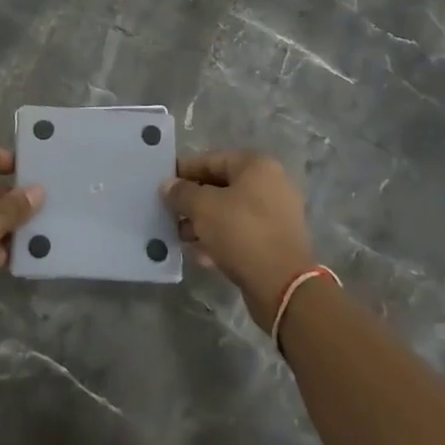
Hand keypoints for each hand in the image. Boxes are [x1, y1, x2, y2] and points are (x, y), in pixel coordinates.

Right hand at [164, 150, 315, 329]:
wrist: (283, 285)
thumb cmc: (241, 232)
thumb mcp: (203, 208)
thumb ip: (181, 192)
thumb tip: (168, 185)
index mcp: (256, 165)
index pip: (211, 160)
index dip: (183, 171)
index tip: (162, 185)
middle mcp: (270, 184)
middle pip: (221, 186)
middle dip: (193, 201)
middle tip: (169, 213)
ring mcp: (276, 214)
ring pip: (230, 212)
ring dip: (204, 223)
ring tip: (181, 237)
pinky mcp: (276, 242)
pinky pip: (241, 233)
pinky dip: (220, 240)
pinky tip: (200, 255)